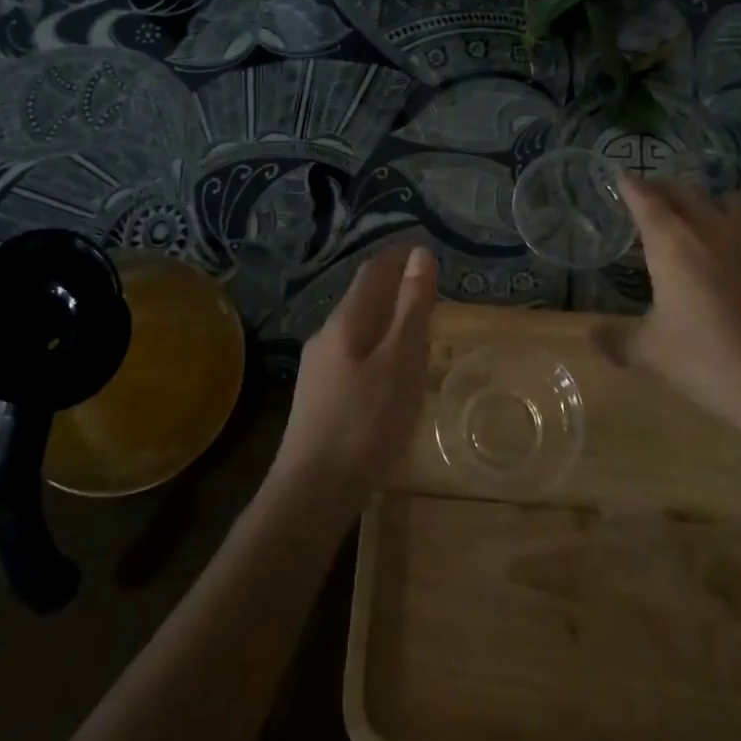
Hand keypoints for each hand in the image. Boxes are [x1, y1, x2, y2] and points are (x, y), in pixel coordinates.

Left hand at [272, 244, 437, 515]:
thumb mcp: (400, 360)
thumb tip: (419, 253)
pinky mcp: (319, 398)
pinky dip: (378, 348)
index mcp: (346, 322)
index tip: (424, 248)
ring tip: (416, 328)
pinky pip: (354, 356)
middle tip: (428, 289)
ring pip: (358, 329)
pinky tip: (391, 373)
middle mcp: (326, 336)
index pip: (372, 272)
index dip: (398, 256)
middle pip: (362, 298)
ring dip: (386, 319)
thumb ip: (412, 307)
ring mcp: (318, 369)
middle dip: (394, 286)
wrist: (312, 491)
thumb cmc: (365, 422)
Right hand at [607, 175, 740, 486]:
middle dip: (665, 189)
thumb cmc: (701, 359)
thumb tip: (591, 336)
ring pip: (732, 198)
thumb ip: (615, 340)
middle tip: (653, 196)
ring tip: (706, 214)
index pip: (645, 200)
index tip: (621, 177)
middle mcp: (709, 228)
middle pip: (684, 191)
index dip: (630, 186)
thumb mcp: (648, 353)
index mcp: (670, 243)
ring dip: (715, 200)